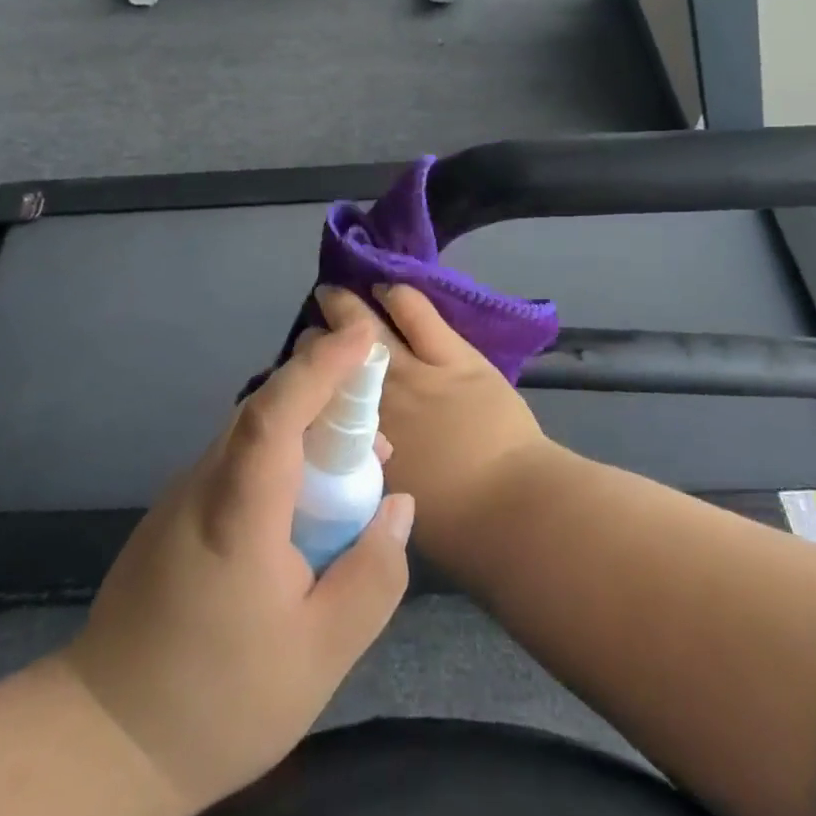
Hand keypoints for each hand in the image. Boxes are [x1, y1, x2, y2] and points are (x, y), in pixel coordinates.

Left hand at [64, 319, 414, 815]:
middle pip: (267, 411)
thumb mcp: (321, 655)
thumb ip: (373, 575)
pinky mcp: (177, 513)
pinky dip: (283, 459)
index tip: (365, 337)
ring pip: (253, 435)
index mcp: (237, 511)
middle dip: (327, 394)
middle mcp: (204, 483)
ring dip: (308, 431)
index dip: (321, 366)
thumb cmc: (219, 701)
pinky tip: (307, 505)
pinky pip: (240, 462)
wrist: (104, 742)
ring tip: (355, 467)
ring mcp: (184, 495)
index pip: (276, 411)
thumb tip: (397, 505)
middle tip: (379, 421)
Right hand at [314, 285, 550, 564]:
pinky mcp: (453, 356)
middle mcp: (375, 403)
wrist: (513, 508)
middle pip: (331, 360)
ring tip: (332, 293)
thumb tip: (360, 448)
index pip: (316, 404)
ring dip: (345, 308)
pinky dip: (398, 297)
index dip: (305, 384)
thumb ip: (370, 468)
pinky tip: (385, 289)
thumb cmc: (456, 526)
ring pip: (367, 329)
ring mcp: (414, 373)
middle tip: (310, 333)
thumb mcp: (392, 502)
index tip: (302, 376)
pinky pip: (417, 315)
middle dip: (314, 342)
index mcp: (359, 446)